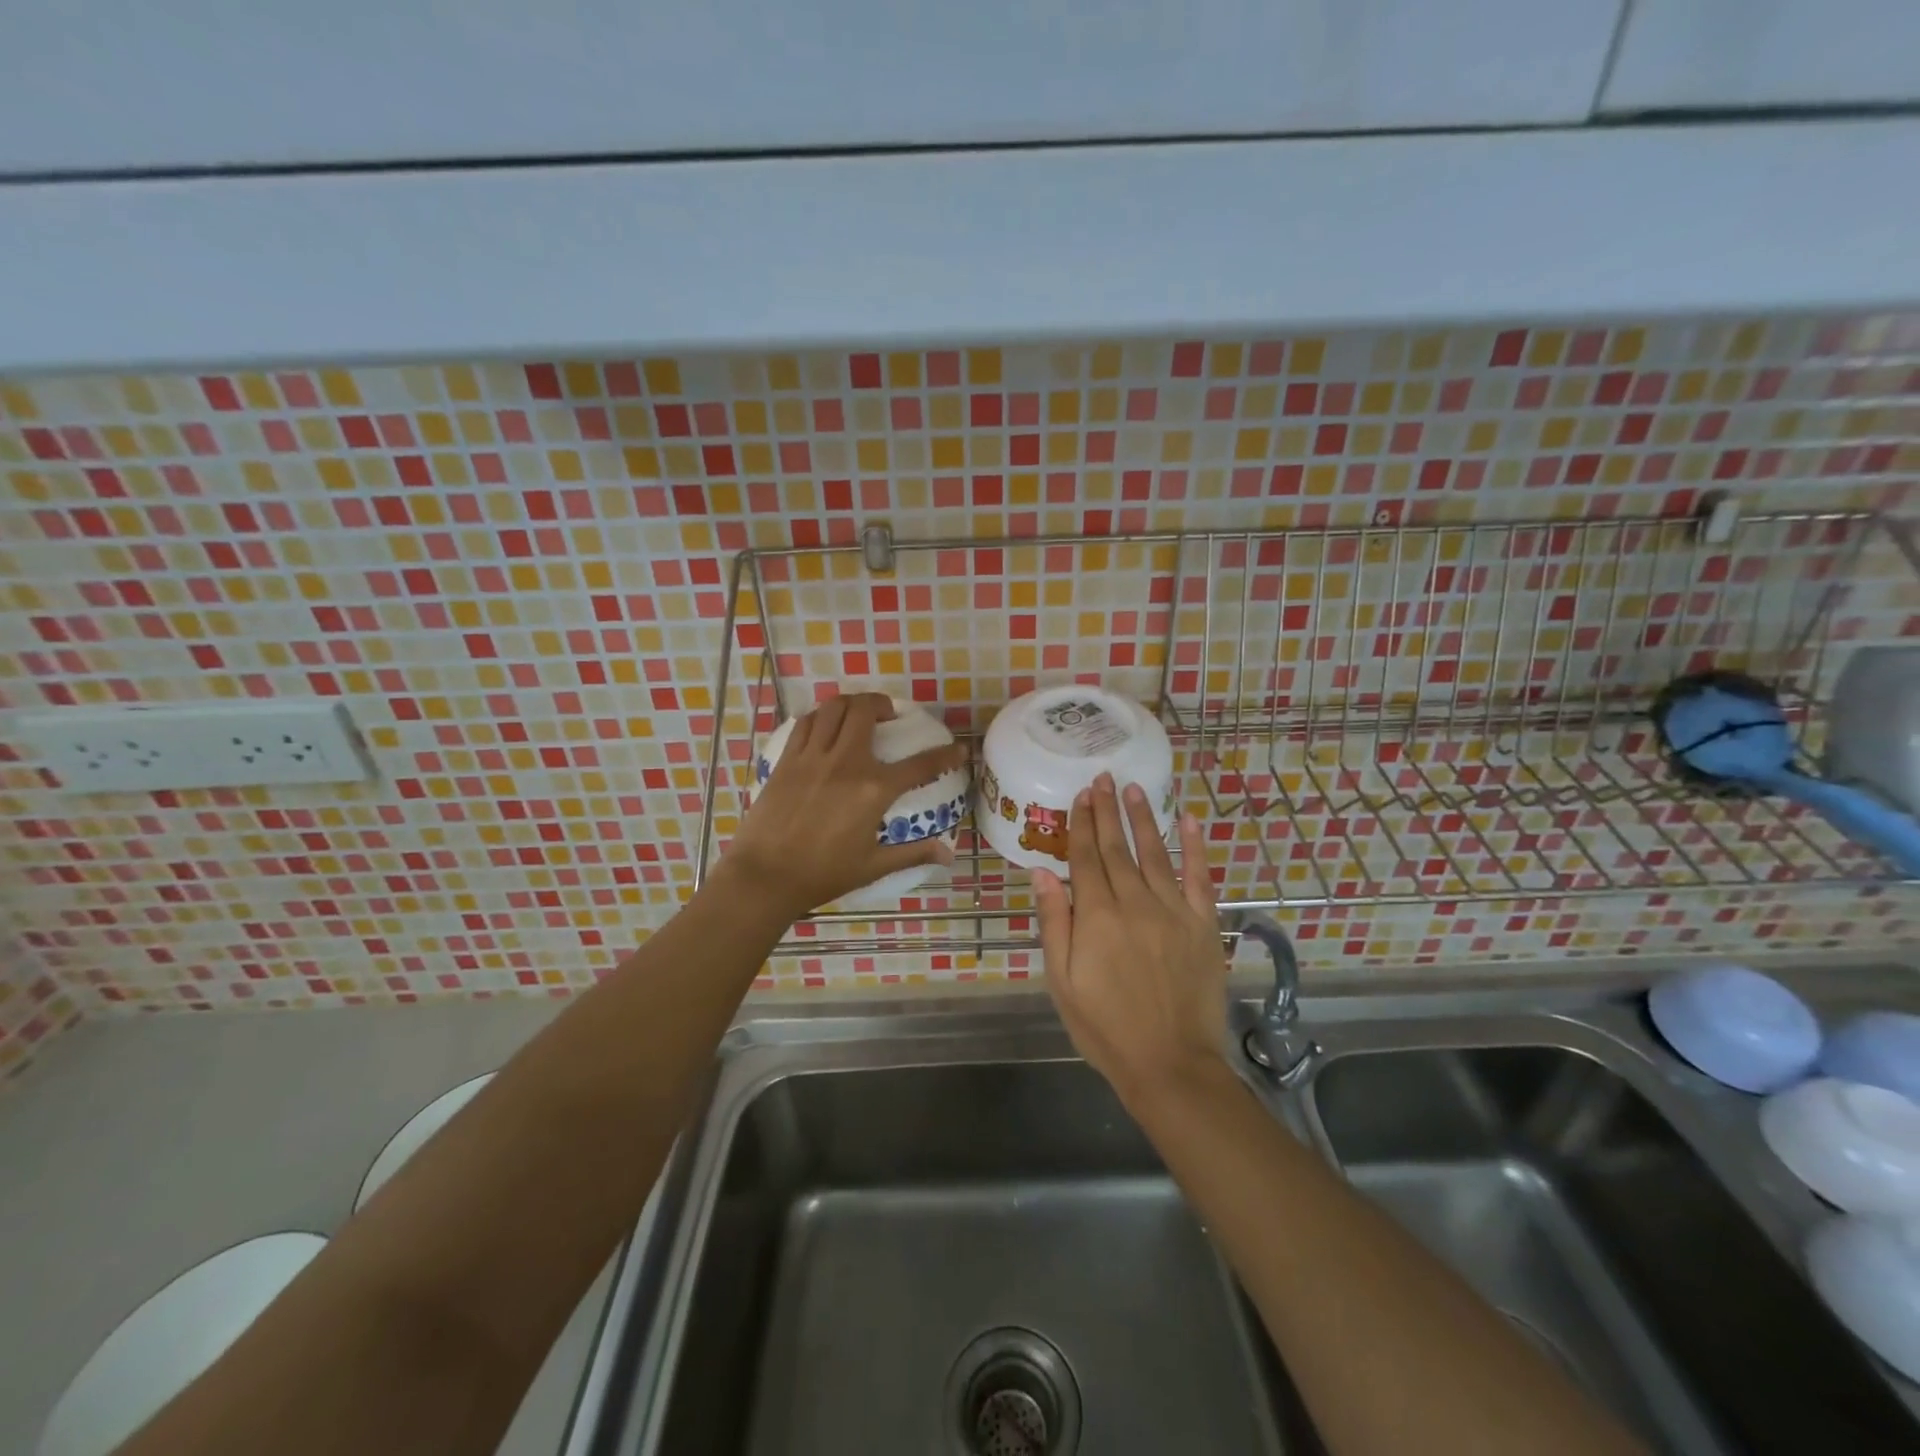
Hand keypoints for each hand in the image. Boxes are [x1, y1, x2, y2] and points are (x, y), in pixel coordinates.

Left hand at [725, 693, 965, 920]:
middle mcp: (846, 762)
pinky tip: (824, 728)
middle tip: (888, 716)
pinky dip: (821, 717)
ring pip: (834, 708)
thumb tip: (949, 854)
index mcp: (873, 790)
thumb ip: (913, 854)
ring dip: (851, 704)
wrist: (765, 876)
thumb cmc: (822, 874)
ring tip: (857, 714)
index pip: (920, 765)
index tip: (959, 748)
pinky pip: (807, 723)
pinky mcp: (787, 760)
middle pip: (866, 711)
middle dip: (883, 704)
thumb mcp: (873, 866)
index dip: (945, 754)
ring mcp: (813, 757)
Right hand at [1033, 773, 1228, 1107]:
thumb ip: (1054, 922)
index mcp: (1097, 916)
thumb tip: (1042, 872)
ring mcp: (1173, 911)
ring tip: (1134, 789)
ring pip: (1155, 853)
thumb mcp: (1062, 981)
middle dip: (1107, 811)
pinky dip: (1196, 848)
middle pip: (1117, 848)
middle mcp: (1135, 903)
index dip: (1081, 824)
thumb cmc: (1105, 1027)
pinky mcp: (1202, 925)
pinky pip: (1199, 878)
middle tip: (1102, 778)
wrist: (1170, 1064)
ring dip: (1144, 818)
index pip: (1085, 857)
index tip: (1080, 796)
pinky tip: (1189, 821)